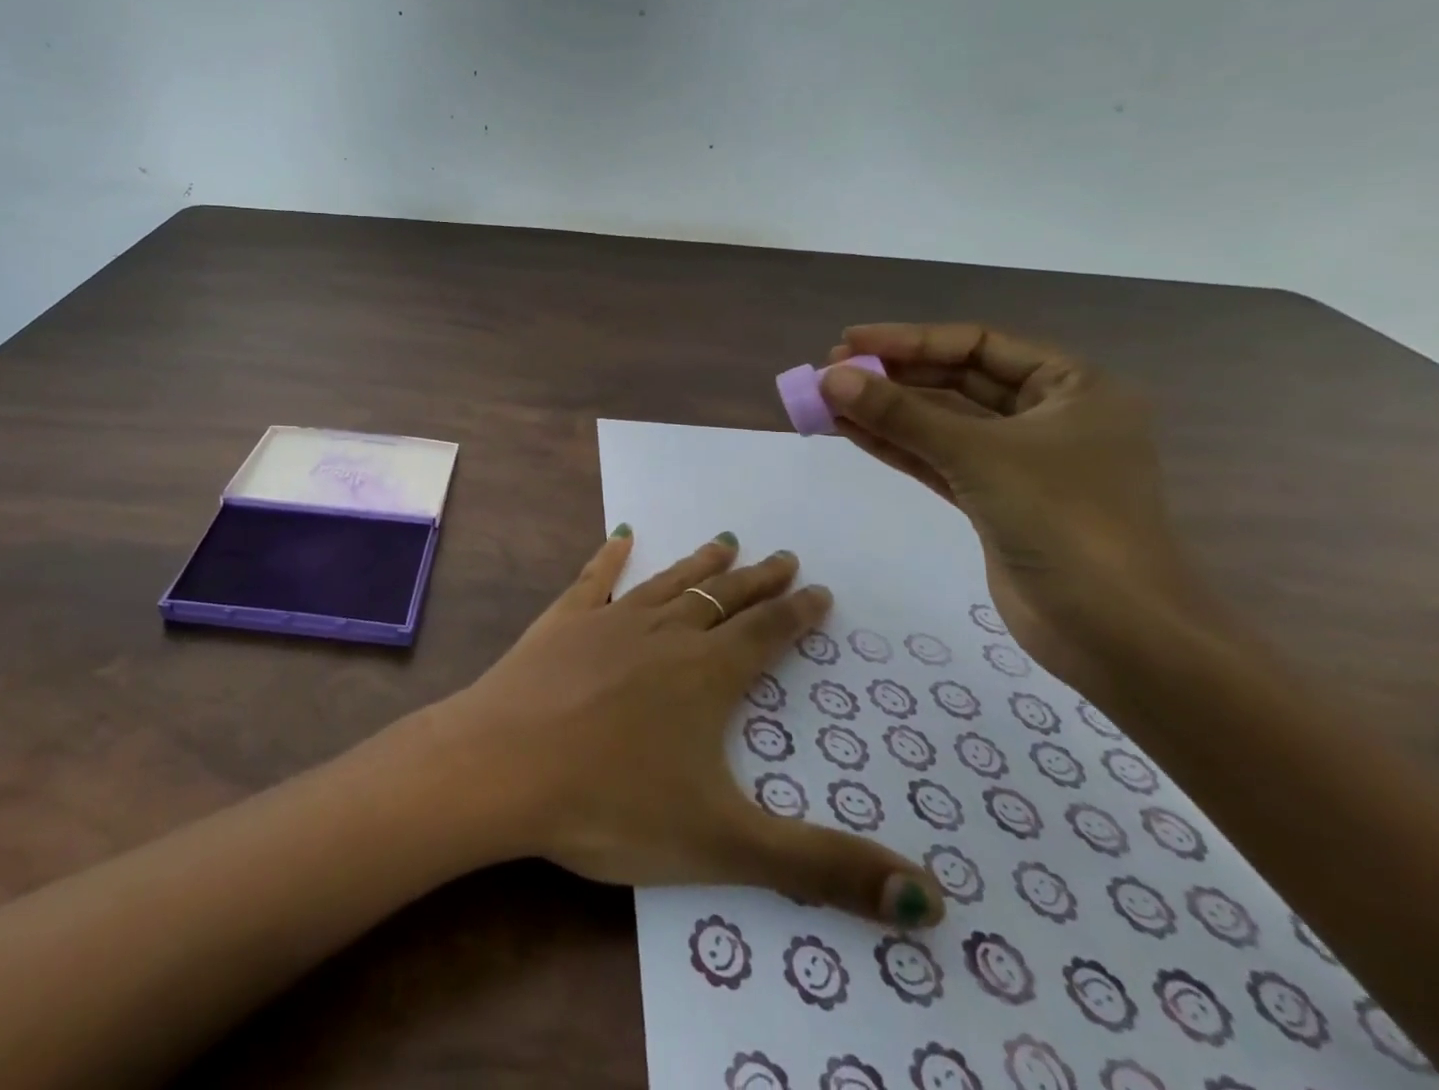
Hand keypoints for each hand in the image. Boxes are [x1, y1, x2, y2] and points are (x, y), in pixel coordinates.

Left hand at [436, 532, 941, 927]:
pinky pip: (595, 579)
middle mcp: (665, 634)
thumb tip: (935, 903)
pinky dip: (611, 557)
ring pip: (668, 583)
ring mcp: (609, 621)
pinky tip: (622, 536)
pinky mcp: (562, 621)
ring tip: (725, 541)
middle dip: (758, 581)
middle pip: (723, 600)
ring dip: (700, 565)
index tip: (819, 589)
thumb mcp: (726, 846)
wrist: (503, 766)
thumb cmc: (612, 804)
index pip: (767, 634)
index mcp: (706, 676)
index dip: (797, 613)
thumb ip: (824, 868)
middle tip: (783, 556)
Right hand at [818, 322, 1219, 693]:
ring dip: (885, 411)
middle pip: (957, 381)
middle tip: (830, 374)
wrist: (1114, 633)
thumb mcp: (978, 455)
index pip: (978, 344)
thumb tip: (830, 378)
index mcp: (1072, 388)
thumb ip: (901, 414)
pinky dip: (895, 444)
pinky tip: (849, 431)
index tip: (849, 343)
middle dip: (893, 376)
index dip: (910, 340)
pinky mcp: (994, 499)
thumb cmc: (1064, 522)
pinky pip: (936, 458)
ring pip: (941, 422)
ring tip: (825, 401)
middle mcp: (1048, 417)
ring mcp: (1019, 461)